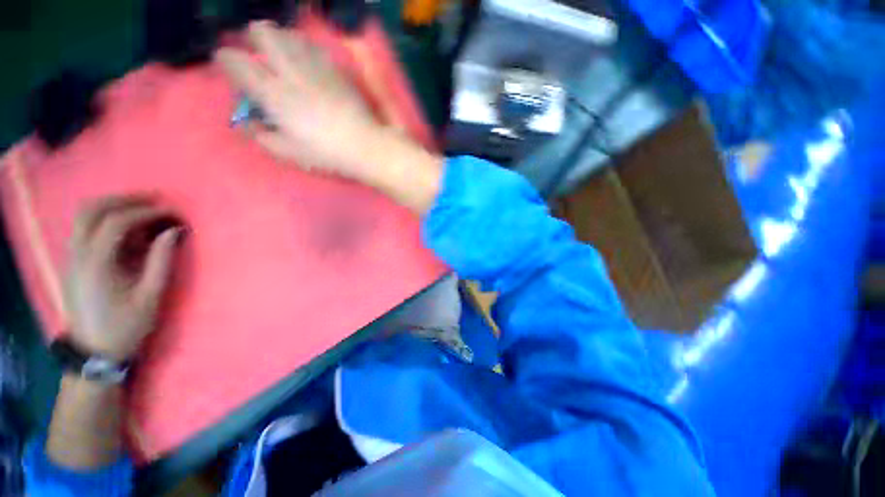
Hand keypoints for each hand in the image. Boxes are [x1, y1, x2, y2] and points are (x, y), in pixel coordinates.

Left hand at [64, 197, 182, 360]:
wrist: (94, 352)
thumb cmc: (126, 326)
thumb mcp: (150, 296)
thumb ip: (161, 260)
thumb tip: (175, 231)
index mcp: (96, 264)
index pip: (117, 223)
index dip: (146, 212)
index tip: (171, 213)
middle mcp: (78, 254)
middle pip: (91, 210)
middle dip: (123, 199)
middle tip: (153, 200)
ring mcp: (72, 257)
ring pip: (83, 217)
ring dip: (112, 206)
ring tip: (141, 209)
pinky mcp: (73, 262)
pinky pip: (85, 229)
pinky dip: (106, 220)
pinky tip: (126, 228)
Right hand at [216, 21, 383, 179]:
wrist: (365, 146)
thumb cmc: (326, 154)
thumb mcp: (288, 152)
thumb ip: (261, 137)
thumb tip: (246, 124)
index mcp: (273, 94)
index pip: (236, 62)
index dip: (226, 59)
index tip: (227, 64)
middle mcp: (291, 73)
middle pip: (264, 33)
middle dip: (255, 36)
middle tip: (258, 50)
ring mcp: (316, 68)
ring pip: (290, 35)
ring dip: (281, 39)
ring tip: (282, 52)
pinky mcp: (336, 71)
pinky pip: (315, 47)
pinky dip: (305, 47)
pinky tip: (308, 58)